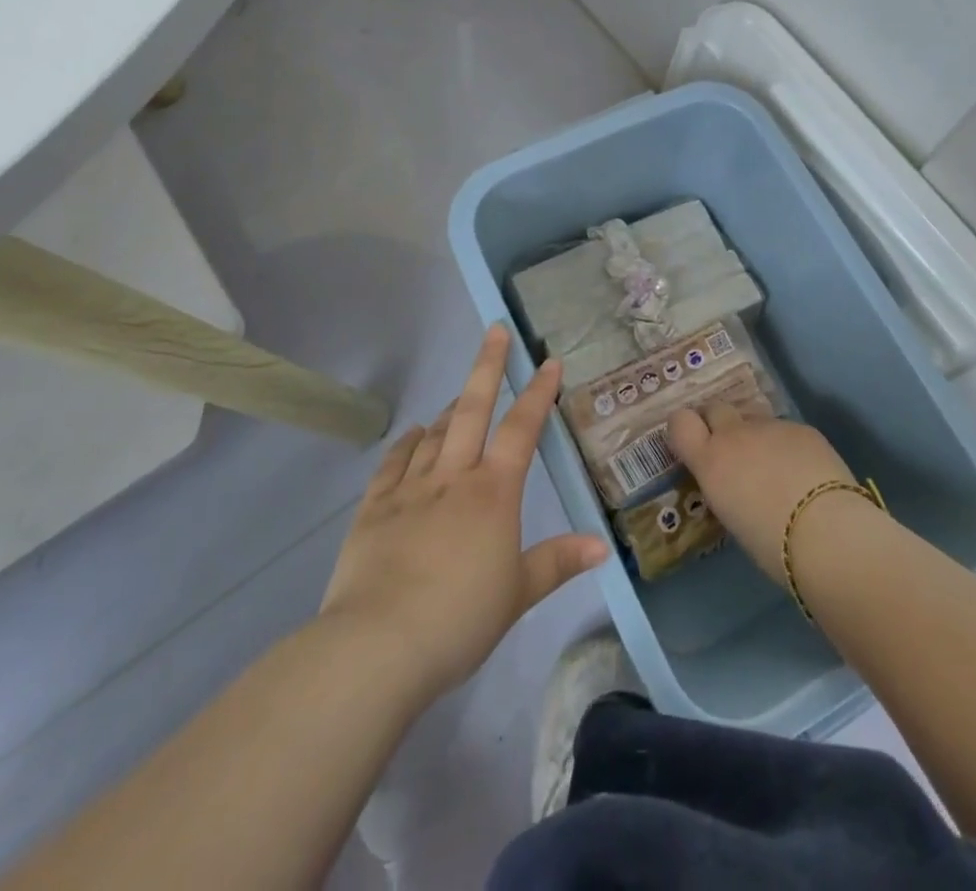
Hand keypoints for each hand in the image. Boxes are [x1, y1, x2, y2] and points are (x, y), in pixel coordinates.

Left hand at [318, 325, 608, 703]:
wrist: (378, 645)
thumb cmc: (460, 618)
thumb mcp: (518, 594)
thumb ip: (558, 562)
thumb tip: (602, 546)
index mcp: (493, 493)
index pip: (522, 430)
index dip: (538, 393)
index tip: (549, 362)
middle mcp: (453, 477)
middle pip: (472, 409)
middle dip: (488, 367)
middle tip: (496, 331)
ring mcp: (410, 488)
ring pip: (434, 432)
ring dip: (451, 408)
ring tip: (461, 395)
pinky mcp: (374, 508)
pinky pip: (394, 463)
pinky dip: (406, 443)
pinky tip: (412, 435)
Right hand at [667, 401, 861, 580]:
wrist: (827, 530)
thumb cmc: (772, 544)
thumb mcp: (733, 519)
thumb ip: (727, 489)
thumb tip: (736, 485)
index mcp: (710, 461)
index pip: (680, 422)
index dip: (685, 428)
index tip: (694, 442)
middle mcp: (735, 435)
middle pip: (716, 408)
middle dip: (719, 423)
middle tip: (733, 451)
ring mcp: (771, 427)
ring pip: (755, 420)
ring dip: (757, 437)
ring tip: (776, 468)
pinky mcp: (802, 428)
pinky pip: (786, 430)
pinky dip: (789, 446)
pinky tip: (806, 472)